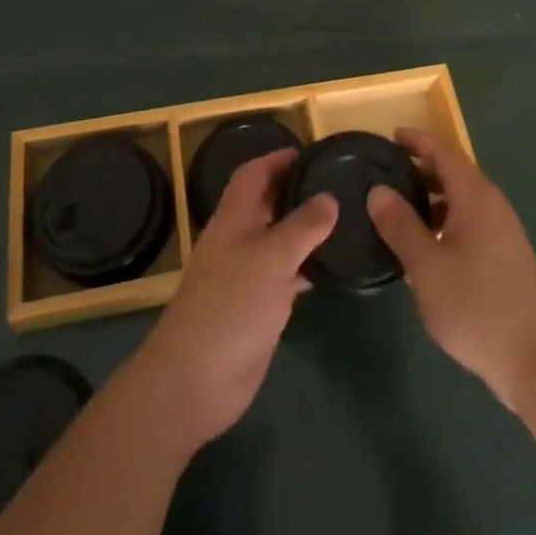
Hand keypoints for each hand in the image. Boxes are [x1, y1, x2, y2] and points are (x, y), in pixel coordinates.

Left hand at [123, 149, 336, 450]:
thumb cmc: (231, 306)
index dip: (277, 159)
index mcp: (234, 219)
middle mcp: (237, 241)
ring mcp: (244, 276)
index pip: (253, 174)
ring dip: (301, 230)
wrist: (194, 381)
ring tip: (340, 221)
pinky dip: (302, 268)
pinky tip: (326, 270)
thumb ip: (303, 226)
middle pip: (265, 204)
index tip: (309, 153)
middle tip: (334, 184)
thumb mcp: (272, 258)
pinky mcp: (254, 308)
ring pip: (275, 241)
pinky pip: (281, 276)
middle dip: (293, 191)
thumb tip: (329, 196)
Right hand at [367, 128, 535, 415]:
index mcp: (475, 196)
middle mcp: (493, 204)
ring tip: (399, 211)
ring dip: (432, 198)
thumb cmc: (476, 307)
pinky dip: (446, 220)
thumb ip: (400, 225)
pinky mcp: (507, 256)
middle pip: (454, 172)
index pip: (443, 151)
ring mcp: (504, 231)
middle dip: (421, 169)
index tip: (389, 136)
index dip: (416, 140)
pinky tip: (427, 247)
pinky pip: (471, 221)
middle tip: (386, 175)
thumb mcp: (426, 267)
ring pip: (462, 200)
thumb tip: (377, 190)